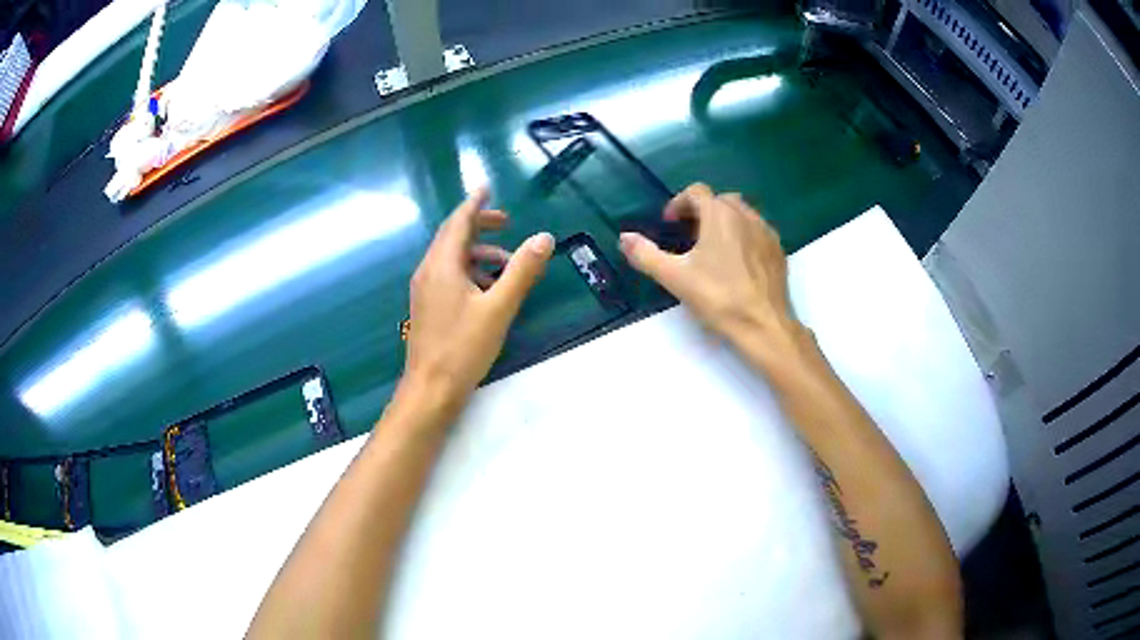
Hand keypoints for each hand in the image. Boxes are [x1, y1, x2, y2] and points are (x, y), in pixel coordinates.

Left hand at [403, 187, 553, 406]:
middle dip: (479, 226)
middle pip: (452, 236)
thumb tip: (544, 238)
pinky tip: (488, 289)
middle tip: (507, 223)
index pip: (458, 222)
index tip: (488, 188)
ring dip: (478, 253)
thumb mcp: (499, 308)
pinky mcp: (427, 306)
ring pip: (451, 258)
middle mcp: (428, 271)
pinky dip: (469, 271)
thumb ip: (522, 271)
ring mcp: (424, 290)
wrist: (430, 389)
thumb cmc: (463, 348)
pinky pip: (448, 275)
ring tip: (507, 262)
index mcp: (442, 265)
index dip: (475, 204)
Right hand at [619, 183, 802, 357]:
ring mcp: (766, 232)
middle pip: (720, 200)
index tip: (670, 224)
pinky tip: (738, 262)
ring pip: (742, 213)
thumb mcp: (675, 277)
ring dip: (725, 222)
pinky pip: (758, 231)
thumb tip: (624, 237)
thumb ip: (646, 254)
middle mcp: (745, 215)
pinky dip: (744, 236)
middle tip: (689, 236)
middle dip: (702, 211)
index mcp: (719, 214)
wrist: (763, 324)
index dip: (679, 203)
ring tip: (714, 248)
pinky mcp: (778, 250)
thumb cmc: (718, 297)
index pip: (696, 192)